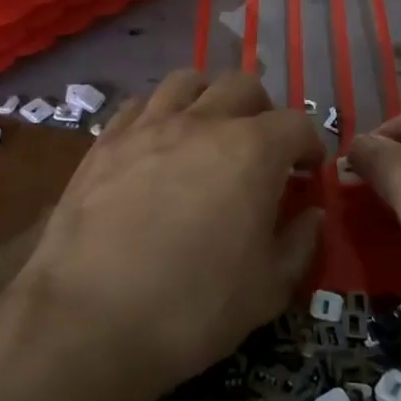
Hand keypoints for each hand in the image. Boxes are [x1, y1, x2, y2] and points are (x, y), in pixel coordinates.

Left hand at [12, 69, 324, 400]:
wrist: (89, 320)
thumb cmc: (193, 308)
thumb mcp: (267, 290)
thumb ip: (298, 244)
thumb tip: (311, 214)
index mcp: (252, 151)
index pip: (297, 124)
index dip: (309, 145)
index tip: (306, 171)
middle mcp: (202, 123)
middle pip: (242, 85)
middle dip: (263, 111)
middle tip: (261, 150)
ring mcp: (148, 127)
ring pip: (187, 80)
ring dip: (208, 98)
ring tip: (208, 132)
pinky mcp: (105, 142)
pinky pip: (139, 104)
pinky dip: (159, 113)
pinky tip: (157, 144)